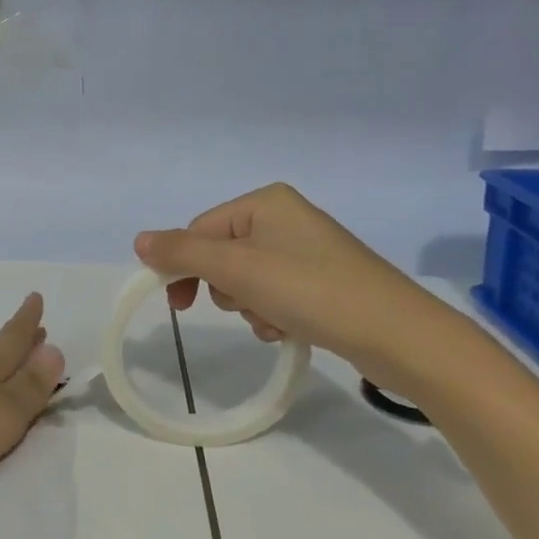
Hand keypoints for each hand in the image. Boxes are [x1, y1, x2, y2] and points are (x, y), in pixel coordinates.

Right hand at [135, 183, 475, 397]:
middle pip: (221, 255)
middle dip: (226, 289)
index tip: (178, 306)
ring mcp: (307, 250)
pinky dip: (272, 314)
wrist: (399, 336)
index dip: (184, 267)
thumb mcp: (237, 268)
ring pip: (246, 279)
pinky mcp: (324, 280)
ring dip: (249, 306)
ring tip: (274, 321)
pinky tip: (289, 329)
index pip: (199, 230)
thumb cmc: (311, 290)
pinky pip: (274, 293)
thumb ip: (182, 252)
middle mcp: (285, 218)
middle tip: (245, 306)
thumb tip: (138, 240)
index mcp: (265, 201)